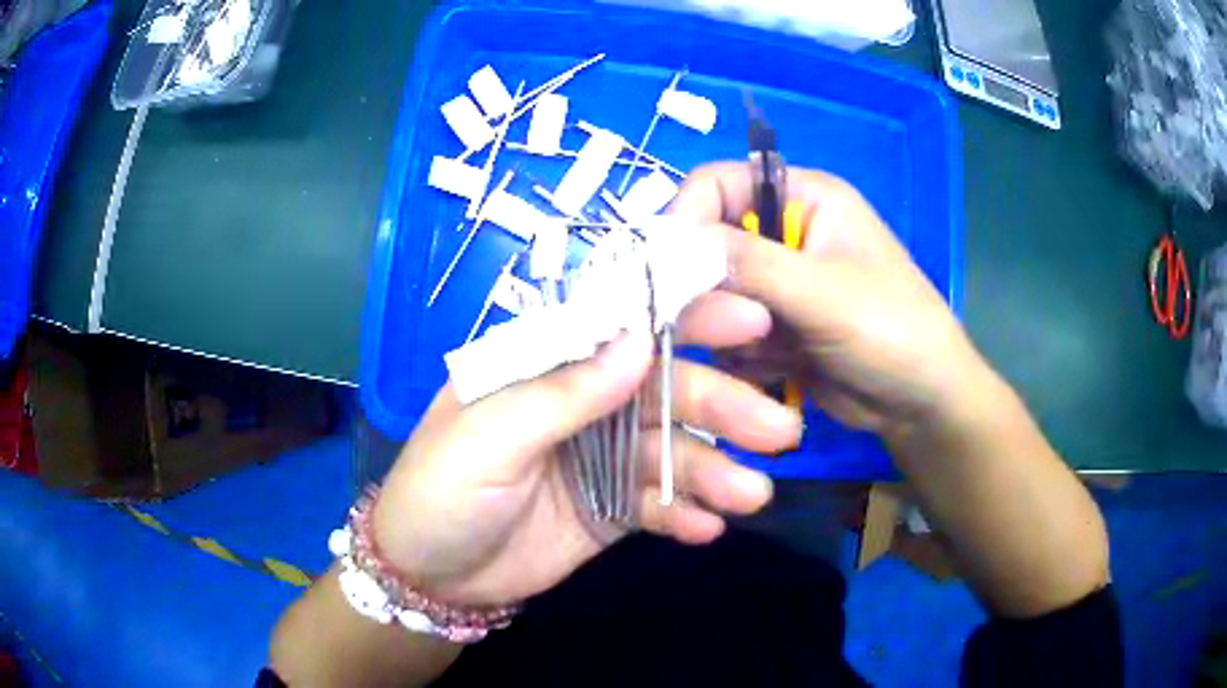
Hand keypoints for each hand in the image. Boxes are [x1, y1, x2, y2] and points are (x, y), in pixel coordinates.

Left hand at [372, 315, 801, 607]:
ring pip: (671, 453)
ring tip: (752, 496)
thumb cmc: (441, 491)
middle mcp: (582, 403)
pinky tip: (708, 529)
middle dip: (721, 408)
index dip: (684, 317)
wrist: (429, 576)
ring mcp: (600, 458)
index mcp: (546, 366)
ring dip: (714, 472)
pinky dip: (684, 514)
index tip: (748, 320)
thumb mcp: (488, 438)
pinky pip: (657, 505)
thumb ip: (563, 393)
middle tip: (778, 429)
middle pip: (663, 393)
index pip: (622, 325)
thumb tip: (640, 341)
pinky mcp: (609, 508)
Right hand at [672, 162, 992, 439]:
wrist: (921, 404)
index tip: (666, 268)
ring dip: (727, 327)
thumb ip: (748, 263)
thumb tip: (669, 246)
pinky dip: (739, 354)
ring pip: (713, 293)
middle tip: (728, 326)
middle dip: (709, 287)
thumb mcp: (823, 293)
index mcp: (802, 197)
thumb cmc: (892, 331)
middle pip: (708, 242)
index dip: (686, 217)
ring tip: (769, 352)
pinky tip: (775, 370)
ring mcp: (777, 284)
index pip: (717, 184)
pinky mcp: (774, 327)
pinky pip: (728, 332)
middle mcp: (783, 232)